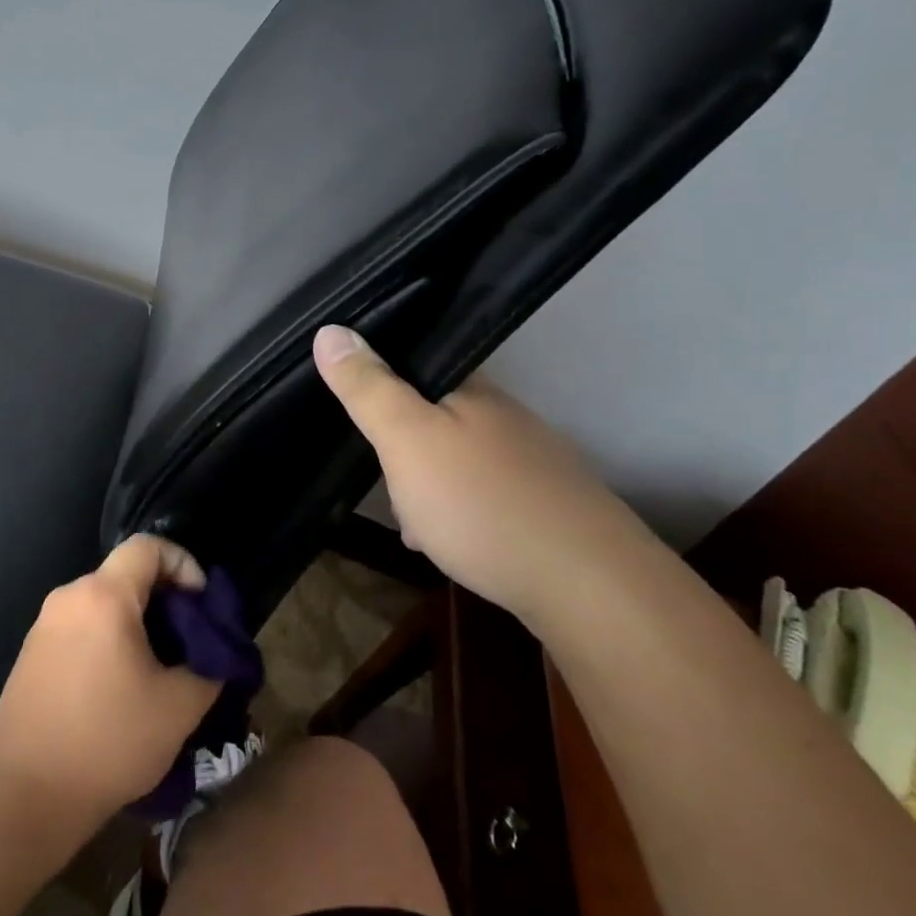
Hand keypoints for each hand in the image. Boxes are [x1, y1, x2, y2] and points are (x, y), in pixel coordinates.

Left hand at [0, 536, 221, 824]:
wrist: (25, 796)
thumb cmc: (109, 742)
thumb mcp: (179, 708)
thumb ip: (209, 667)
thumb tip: (215, 652)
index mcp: (104, 596)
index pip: (148, 547)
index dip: (183, 564)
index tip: (199, 605)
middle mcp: (69, 597)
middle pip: (125, 574)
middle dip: (163, 598)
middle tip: (187, 641)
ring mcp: (44, 625)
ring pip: (103, 602)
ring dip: (135, 622)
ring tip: (157, 667)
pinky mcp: (31, 654)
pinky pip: (80, 626)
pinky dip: (107, 639)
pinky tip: (118, 686)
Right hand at [312, 324, 665, 615]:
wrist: (587, 586)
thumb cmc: (481, 502)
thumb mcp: (406, 440)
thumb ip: (368, 388)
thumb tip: (328, 330)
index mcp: (472, 389)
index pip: (417, 362)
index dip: (379, 380)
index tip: (354, 410)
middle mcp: (505, 416)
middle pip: (433, 415)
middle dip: (400, 448)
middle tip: (382, 483)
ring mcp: (531, 461)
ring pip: (455, 460)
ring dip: (424, 486)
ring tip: (409, 524)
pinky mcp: (546, 505)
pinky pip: (482, 496)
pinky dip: (455, 514)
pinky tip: (447, 545)